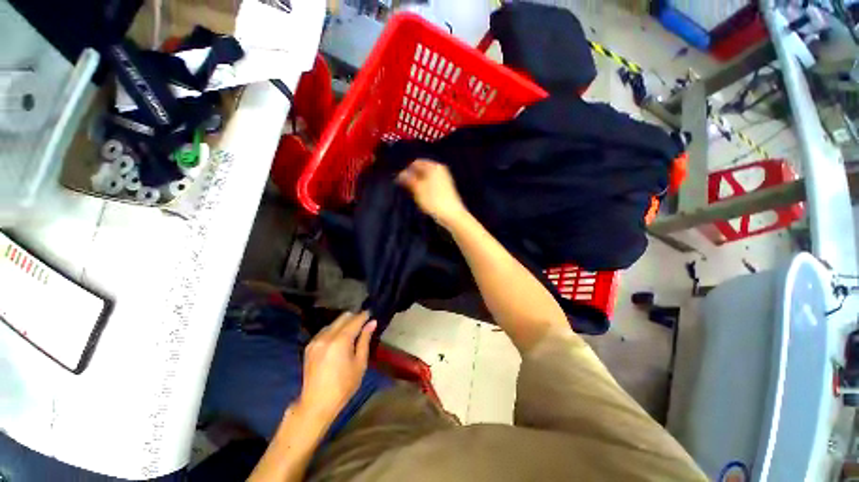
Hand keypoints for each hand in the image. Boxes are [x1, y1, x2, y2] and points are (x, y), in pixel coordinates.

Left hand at [297, 312, 375, 420]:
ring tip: (352, 332)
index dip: (364, 316)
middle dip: (354, 317)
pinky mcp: (310, 346)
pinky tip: (339, 339)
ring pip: (333, 322)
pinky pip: (325, 330)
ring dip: (344, 323)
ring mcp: (316, 340)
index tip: (371, 314)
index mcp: (340, 341)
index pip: (355, 320)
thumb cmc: (343, 386)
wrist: (316, 404)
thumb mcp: (360, 363)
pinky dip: (334, 330)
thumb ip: (365, 340)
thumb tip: (372, 323)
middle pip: (343, 317)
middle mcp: (326, 336)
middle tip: (363, 323)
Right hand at [397, 159, 467, 228]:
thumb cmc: (433, 200)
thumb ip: (408, 179)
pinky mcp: (447, 189)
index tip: (401, 182)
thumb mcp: (417, 189)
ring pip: (427, 179)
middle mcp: (441, 170)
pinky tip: (424, 200)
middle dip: (413, 178)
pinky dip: (426, 190)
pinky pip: (432, 186)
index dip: (407, 171)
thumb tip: (400, 174)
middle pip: (422, 170)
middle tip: (407, 189)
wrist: (452, 215)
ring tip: (416, 196)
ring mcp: (445, 179)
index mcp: (434, 166)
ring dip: (419, 185)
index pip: (416, 163)